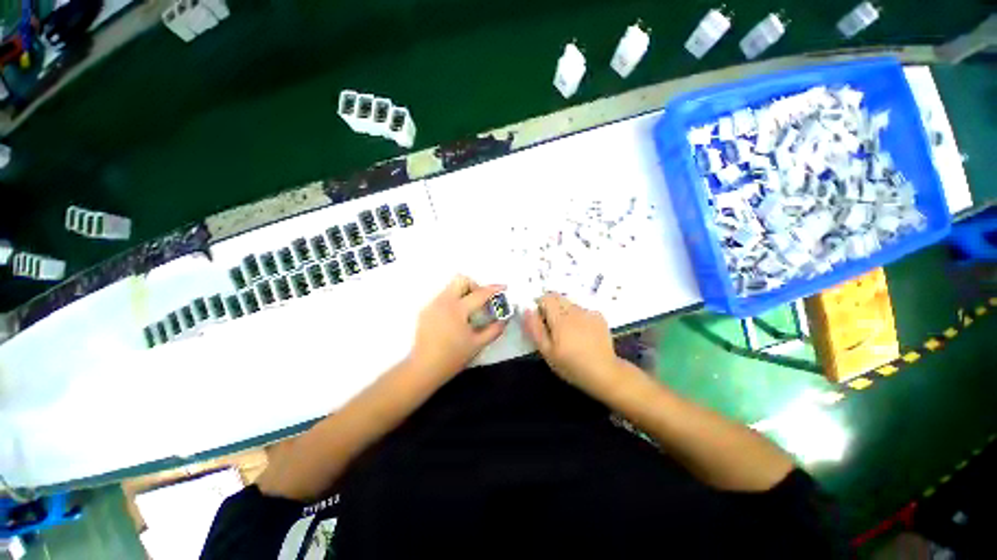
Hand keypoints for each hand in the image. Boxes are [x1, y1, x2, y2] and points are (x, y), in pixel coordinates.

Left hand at [406, 275, 507, 382]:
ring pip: (451, 287)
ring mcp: (432, 304)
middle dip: (474, 286)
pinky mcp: (426, 310)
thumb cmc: (453, 357)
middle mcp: (443, 301)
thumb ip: (494, 329)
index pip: (479, 293)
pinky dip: (453, 301)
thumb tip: (505, 319)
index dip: (494, 289)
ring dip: (463, 293)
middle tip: (481, 301)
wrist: (423, 368)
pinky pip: (443, 297)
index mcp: (457, 309)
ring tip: (469, 311)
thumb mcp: (478, 344)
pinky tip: (455, 319)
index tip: (504, 288)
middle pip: (461, 280)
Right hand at [524, 292, 632, 399]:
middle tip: (553, 326)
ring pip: (570, 304)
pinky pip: (583, 310)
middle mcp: (575, 310)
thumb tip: (527, 309)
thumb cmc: (571, 365)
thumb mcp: (547, 351)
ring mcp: (589, 312)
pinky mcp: (599, 317)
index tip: (540, 318)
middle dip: (552, 307)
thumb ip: (535, 328)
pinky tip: (583, 333)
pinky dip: (579, 317)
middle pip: (558, 297)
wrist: (604, 373)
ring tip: (569, 332)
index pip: (546, 298)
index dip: (540, 305)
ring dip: (565, 312)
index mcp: (560, 318)